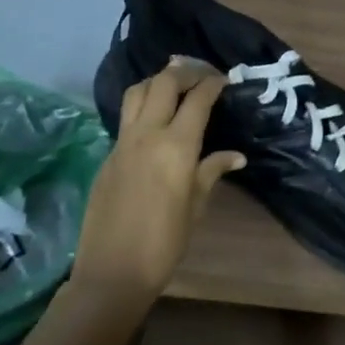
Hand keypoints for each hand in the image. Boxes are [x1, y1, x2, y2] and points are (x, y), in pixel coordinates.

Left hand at [66, 58, 244, 312]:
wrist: (112, 272)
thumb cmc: (165, 242)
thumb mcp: (196, 205)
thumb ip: (212, 171)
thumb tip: (236, 156)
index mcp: (176, 146)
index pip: (197, 99)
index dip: (213, 83)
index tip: (225, 79)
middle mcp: (147, 135)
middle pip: (164, 83)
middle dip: (185, 72)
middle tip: (202, 75)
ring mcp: (122, 143)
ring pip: (137, 92)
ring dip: (158, 81)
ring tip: (175, 85)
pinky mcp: (108, 155)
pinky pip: (126, 117)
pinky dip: (143, 104)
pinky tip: (155, 118)